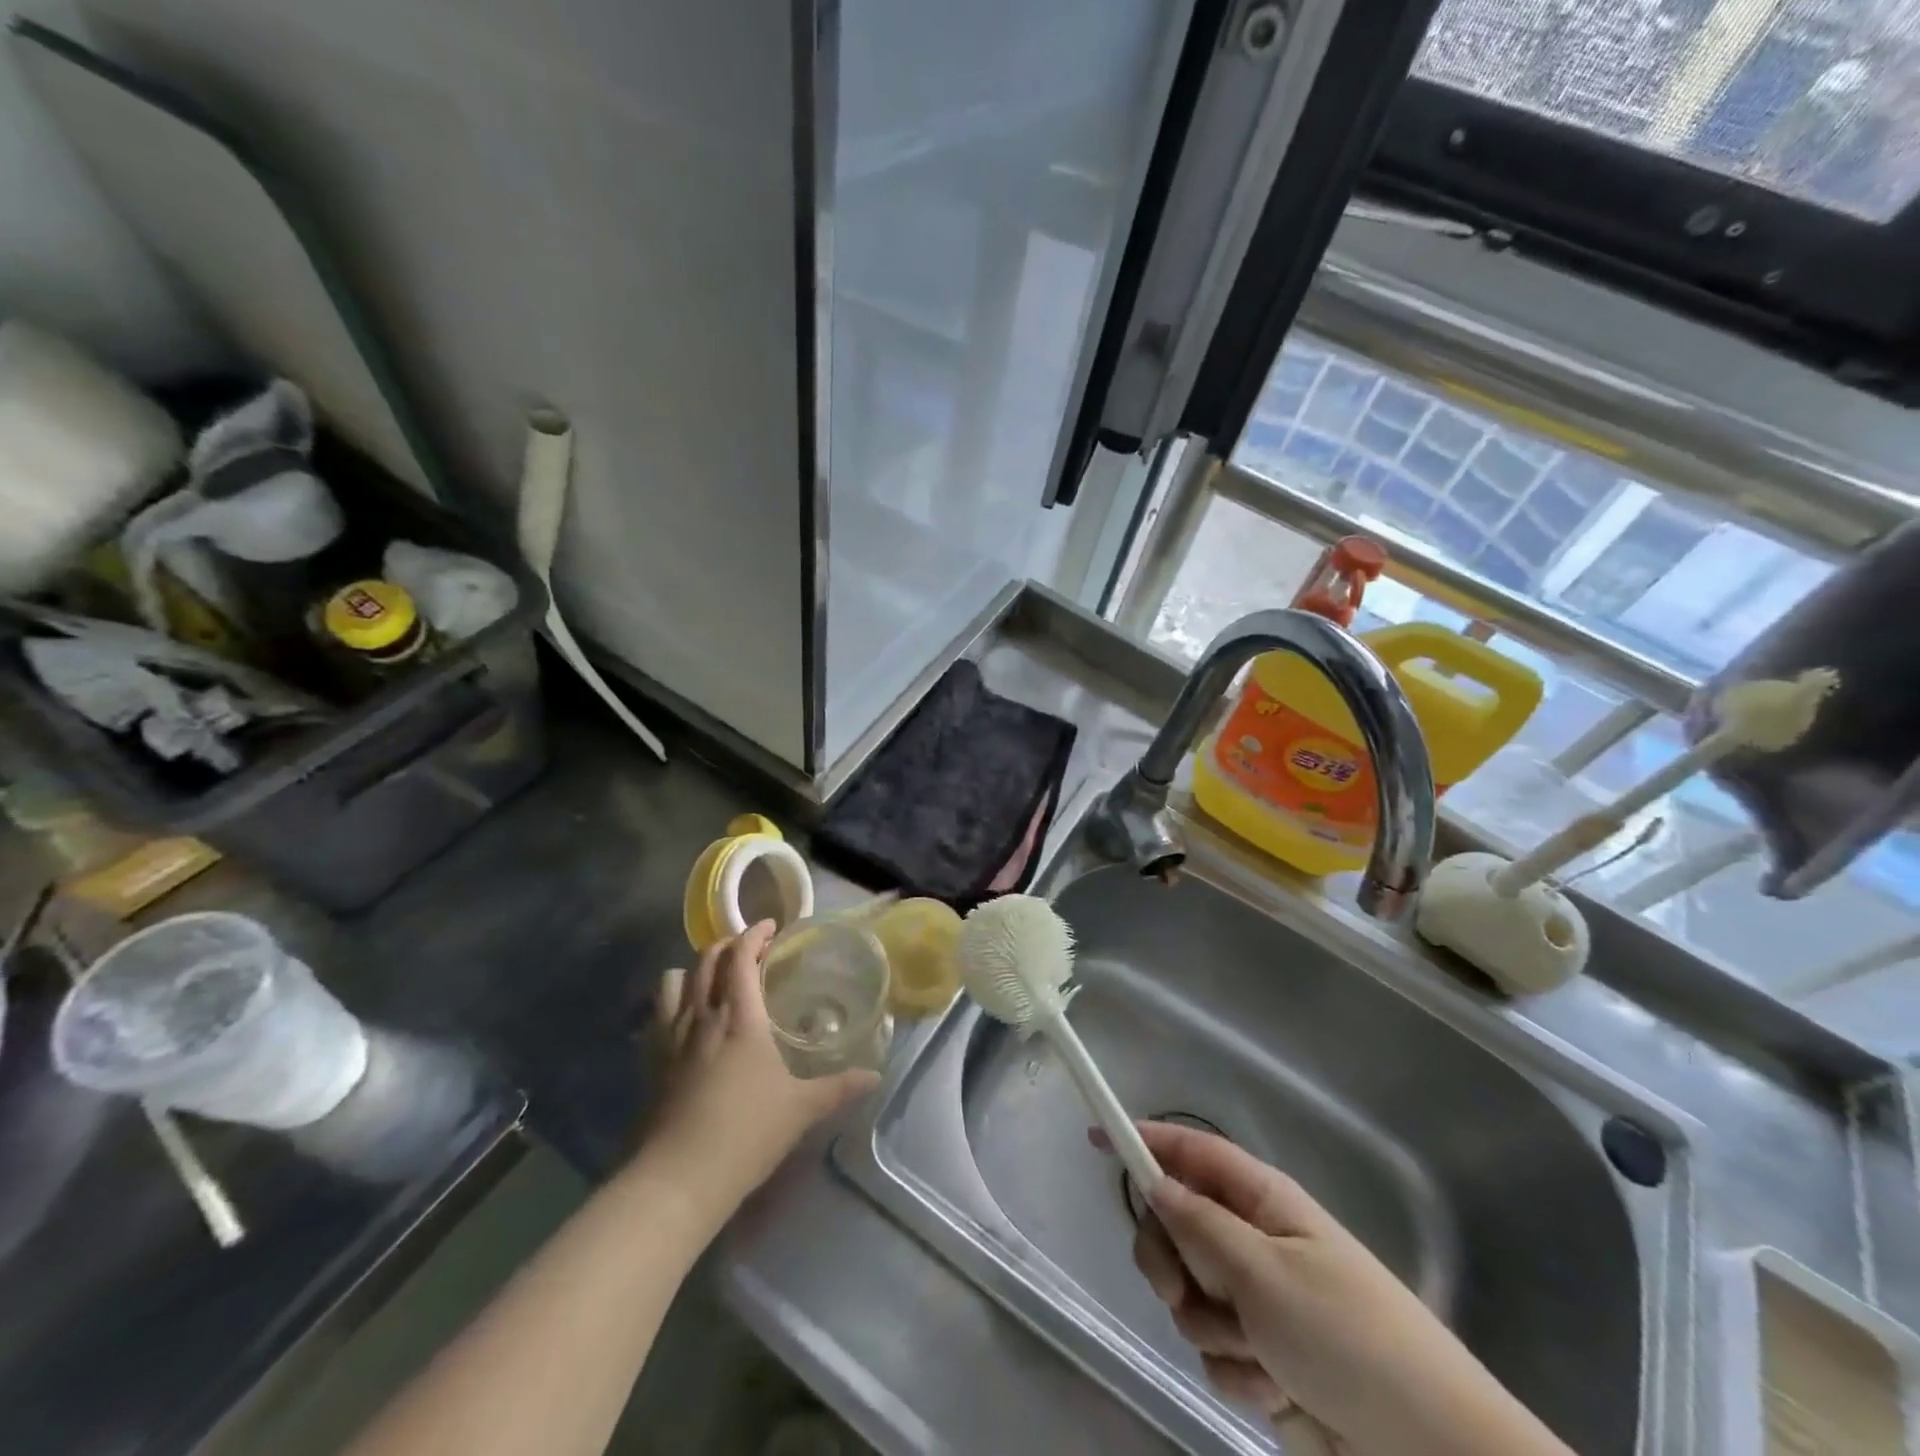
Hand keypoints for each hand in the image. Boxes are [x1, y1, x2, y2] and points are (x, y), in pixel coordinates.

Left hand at [644, 921, 878, 1213]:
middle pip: (707, 960)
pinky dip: (672, 1000)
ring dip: (696, 969)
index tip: (771, 927)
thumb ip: (839, 1087)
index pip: (741, 957)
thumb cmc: (747, 1133)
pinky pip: (658, 1014)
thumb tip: (875, 1076)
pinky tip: (685, 1016)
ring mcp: (672, 1038)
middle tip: (749, 949)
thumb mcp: (801, 1109)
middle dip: (728, 945)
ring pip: (676, 980)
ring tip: (715, 978)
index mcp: (740, 1018)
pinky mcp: (652, 1062)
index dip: (754, 934)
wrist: (679, 1179)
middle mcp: (703, 1016)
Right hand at [1103, 1120, 1570, 1455]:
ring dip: (1212, 1330)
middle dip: (1171, 1263)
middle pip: (1176, 1226)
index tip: (1097, 1140)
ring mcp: (1259, 1301)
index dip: (1144, 1140)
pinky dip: (1238, 1373)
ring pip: (1191, 1295)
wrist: (1429, 1454)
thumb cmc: (1349, 1338)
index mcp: (1263, 1202)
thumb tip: (1153, 1182)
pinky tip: (1277, 1390)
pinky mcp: (1264, 1357)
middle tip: (1180, 1293)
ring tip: (1261, 1356)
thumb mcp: (1265, 1273)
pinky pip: (1216, 1350)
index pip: (1191, 1152)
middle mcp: (1255, 1242)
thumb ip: (1199, 1225)